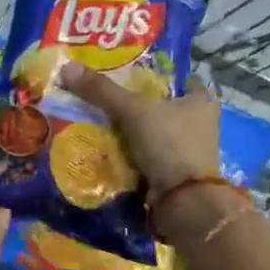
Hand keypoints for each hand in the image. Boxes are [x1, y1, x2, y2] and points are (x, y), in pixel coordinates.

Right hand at [59, 63, 220, 193]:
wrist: (183, 201)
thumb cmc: (168, 144)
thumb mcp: (132, 111)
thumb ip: (101, 90)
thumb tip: (67, 67)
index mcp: (201, 101)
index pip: (176, 78)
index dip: (152, 76)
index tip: (124, 76)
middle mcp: (202, 123)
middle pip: (163, 106)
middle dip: (138, 106)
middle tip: (106, 100)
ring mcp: (191, 151)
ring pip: (156, 132)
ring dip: (134, 132)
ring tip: (102, 124)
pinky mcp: (178, 173)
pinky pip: (151, 155)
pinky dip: (134, 154)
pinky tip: (111, 150)